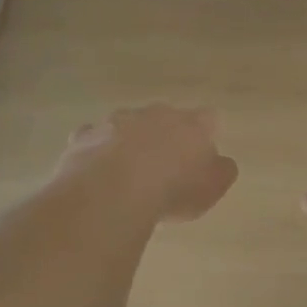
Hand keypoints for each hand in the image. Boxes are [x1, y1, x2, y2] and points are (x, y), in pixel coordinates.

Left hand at [56, 104, 239, 223]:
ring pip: (127, 126)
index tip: (203, 154)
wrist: (113, 192)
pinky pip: (94, 141)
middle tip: (165, 167)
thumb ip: (221, 172)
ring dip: (130, 143)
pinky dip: (98, 153)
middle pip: (165, 118)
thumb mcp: (211, 189)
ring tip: (128, 175)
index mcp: (191, 124)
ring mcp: (116, 121)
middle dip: (165, 136)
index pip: (208, 119)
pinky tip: (98, 176)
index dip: (207, 134)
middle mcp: (155, 114)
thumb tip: (221, 162)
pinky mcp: (85, 136)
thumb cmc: (173, 191)